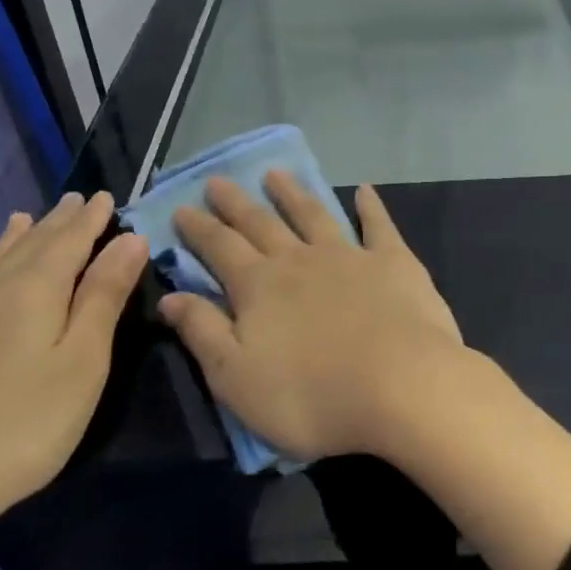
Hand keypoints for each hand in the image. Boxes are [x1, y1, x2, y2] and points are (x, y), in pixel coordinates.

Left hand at [0, 192, 148, 556]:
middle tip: (75, 200)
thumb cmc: (21, 425)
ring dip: (12, 240)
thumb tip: (129, 238)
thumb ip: (104, 296)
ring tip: (22, 220)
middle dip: (57, 222)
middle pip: (30, 245)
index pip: (71, 240)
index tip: (107, 196)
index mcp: (35, 289)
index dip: (92, 219)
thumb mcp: (82, 362)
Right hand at [159, 173, 470, 462]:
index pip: (219, 248)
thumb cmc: (311, 396)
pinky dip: (370, 206)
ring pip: (312, 214)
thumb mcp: (236, 377)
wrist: (400, 386)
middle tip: (218, 179)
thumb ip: (203, 332)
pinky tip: (365, 190)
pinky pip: (378, 226)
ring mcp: (348, 256)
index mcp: (259, 287)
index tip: (182, 207)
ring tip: (275, 173)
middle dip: (236, 203)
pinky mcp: (393, 262)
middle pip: (261, 224)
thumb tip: (170, 296)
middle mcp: (299, 260)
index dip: (199, 229)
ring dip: (292, 193)